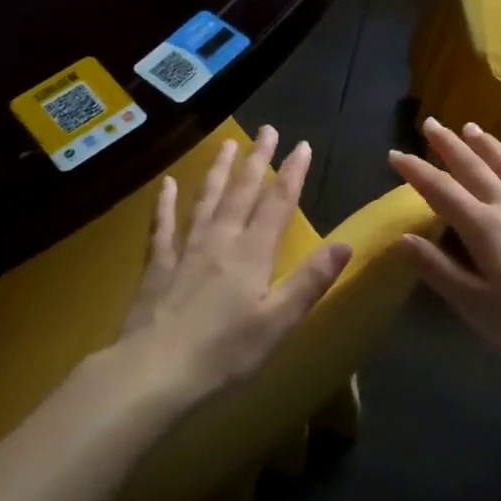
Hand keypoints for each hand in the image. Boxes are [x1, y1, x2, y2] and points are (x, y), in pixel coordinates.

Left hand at [116, 125, 351, 407]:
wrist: (154, 371)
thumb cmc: (224, 352)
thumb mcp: (278, 322)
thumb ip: (310, 280)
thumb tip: (345, 243)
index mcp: (252, 254)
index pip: (277, 204)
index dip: (291, 174)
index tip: (302, 145)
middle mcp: (220, 240)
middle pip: (241, 192)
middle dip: (256, 160)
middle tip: (266, 130)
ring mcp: (185, 250)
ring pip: (205, 199)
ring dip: (217, 170)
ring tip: (226, 143)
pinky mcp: (158, 265)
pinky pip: (163, 226)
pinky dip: (165, 203)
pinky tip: (166, 184)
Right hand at [389, 119, 500, 381]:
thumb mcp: (472, 303)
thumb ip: (437, 268)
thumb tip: (403, 238)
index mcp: (483, 228)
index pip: (441, 191)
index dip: (416, 171)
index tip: (394, 154)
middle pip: (475, 169)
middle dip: (450, 145)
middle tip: (431, 122)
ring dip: (491, 147)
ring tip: (474, 128)